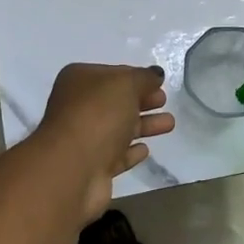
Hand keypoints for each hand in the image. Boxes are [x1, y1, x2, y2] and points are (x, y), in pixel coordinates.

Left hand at [38, 63, 175, 220]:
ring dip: (144, 125)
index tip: (159, 83)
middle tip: (164, 101)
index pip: (113, 74)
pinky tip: (145, 150)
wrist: (73, 168)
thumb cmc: (98, 115)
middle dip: (142, 101)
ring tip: (170, 124)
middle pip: (116, 102)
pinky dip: (130, 152)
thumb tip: (156, 74)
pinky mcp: (92, 168)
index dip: (137, 78)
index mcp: (79, 80)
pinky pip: (116, 155)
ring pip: (119, 128)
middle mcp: (77, 107)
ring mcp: (84, 139)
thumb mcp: (126, 84)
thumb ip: (144, 78)